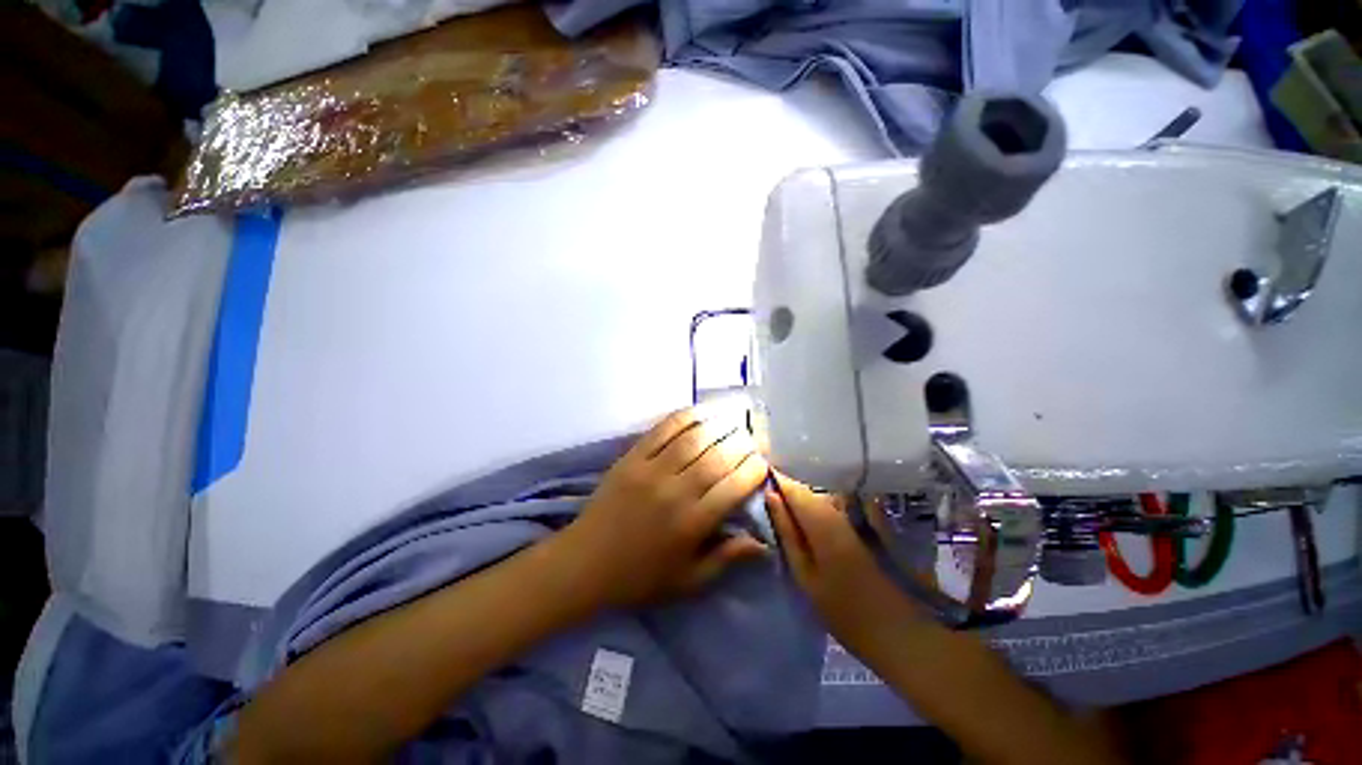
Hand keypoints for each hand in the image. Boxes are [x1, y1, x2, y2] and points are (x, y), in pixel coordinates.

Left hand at [561, 405, 770, 608]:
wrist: (585, 563)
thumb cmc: (640, 577)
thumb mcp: (688, 580)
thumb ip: (727, 558)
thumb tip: (764, 542)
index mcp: (692, 523)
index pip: (734, 486)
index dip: (754, 469)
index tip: (763, 462)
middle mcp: (675, 491)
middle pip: (718, 457)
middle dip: (741, 443)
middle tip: (752, 437)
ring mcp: (651, 470)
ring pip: (693, 438)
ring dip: (718, 424)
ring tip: (734, 418)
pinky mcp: (632, 457)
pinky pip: (662, 429)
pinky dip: (685, 417)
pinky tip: (701, 412)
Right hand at [765, 471, 928, 657]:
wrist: (899, 632)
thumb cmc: (844, 610)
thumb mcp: (806, 575)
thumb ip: (787, 533)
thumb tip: (771, 496)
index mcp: (822, 520)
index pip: (793, 488)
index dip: (777, 482)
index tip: (762, 482)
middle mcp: (840, 510)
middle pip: (809, 491)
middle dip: (791, 492)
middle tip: (775, 505)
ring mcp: (858, 515)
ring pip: (823, 497)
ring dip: (807, 501)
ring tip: (794, 516)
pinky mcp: (870, 524)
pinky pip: (839, 506)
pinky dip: (824, 508)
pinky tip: (819, 523)